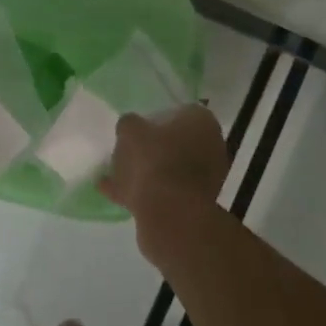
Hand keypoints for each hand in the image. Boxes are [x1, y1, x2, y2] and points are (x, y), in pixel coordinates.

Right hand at [99, 105, 227, 225]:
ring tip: (114, 174)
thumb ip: (129, 124)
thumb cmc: (154, 160)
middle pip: (177, 143)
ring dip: (146, 172)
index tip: (137, 128)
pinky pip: (164, 191)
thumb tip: (130, 125)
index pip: (179, 112)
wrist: (170, 213)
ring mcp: (205, 177)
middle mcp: (211, 146)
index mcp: (202, 122)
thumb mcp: (131, 132)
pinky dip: (142, 192)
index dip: (156, 118)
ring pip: (169, 169)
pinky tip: (114, 193)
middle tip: (126, 151)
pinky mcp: (194, 203)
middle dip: (153, 147)